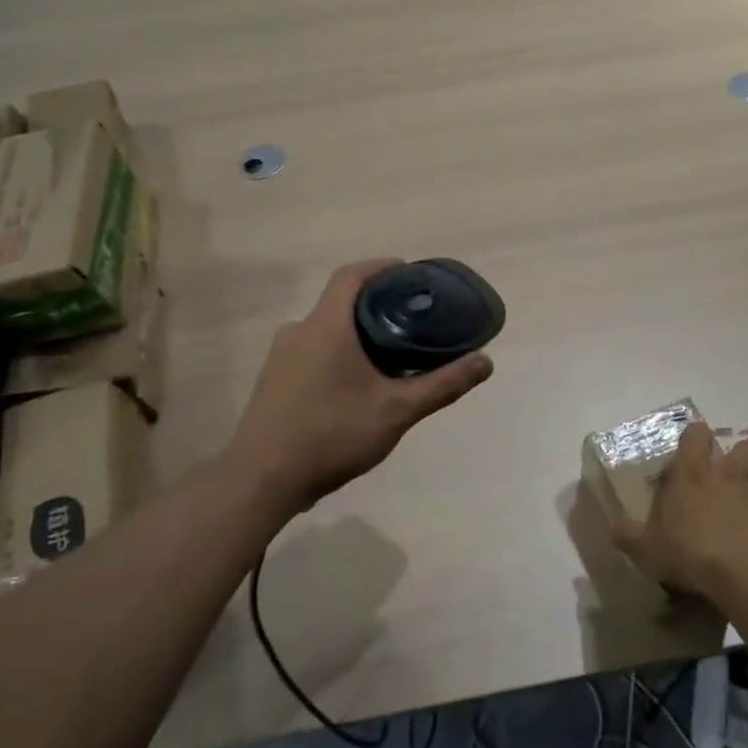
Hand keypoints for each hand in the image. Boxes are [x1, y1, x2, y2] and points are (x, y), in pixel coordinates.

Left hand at [225, 259, 494, 514]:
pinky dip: (339, 354)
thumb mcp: (396, 411)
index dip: (381, 267)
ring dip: (358, 334)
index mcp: (326, 326)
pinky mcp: (274, 381)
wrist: (262, 480)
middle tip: (412, 321)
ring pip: (327, 330)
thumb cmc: (331, 436)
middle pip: (340, 303)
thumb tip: (485, 361)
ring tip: (392, 356)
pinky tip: (359, 386)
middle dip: (376, 306)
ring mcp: (281, 357)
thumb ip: (442, 385)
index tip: (409, 273)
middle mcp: (299, 331)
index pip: (351, 275)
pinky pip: (313, 352)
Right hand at [611, 423, 747, 601]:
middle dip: (740, 455)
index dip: (696, 437)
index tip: (693, 448)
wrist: (745, 576)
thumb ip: (627, 535)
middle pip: (744, 446)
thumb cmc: (689, 553)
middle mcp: (728, 474)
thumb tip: (613, 527)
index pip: (696, 435)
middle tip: (730, 474)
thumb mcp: (645, 549)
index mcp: (692, 473)